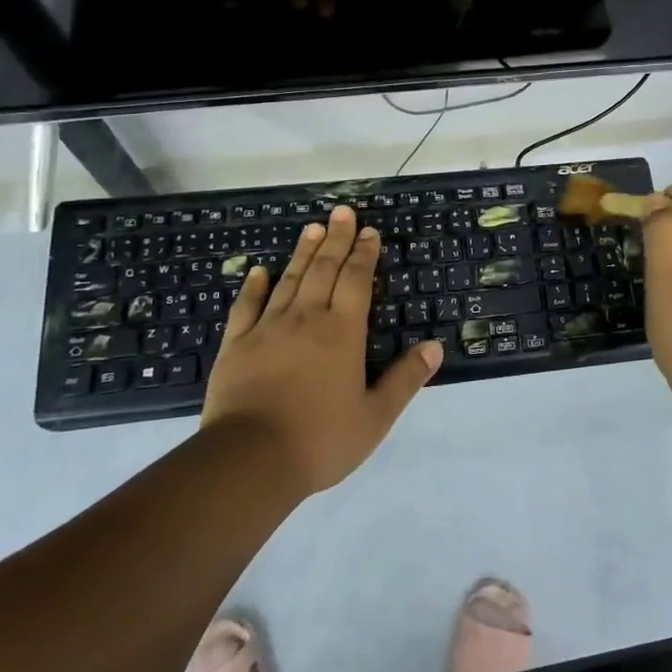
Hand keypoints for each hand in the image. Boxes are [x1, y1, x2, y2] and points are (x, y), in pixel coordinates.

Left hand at [200, 205, 440, 493]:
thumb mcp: (375, 416)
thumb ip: (405, 379)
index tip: (369, 231)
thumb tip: (435, 347)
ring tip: (313, 227)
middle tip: (342, 211)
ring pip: (289, 280)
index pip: (356, 281)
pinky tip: (259, 271)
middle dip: (336, 239)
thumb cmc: (320, 439)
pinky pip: (246, 306)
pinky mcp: (236, 345)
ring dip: (303, 252)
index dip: (364, 254)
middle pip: (324, 269)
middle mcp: (306, 319)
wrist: (249, 461)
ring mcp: (267, 329)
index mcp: (342, 332)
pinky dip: (254, 286)